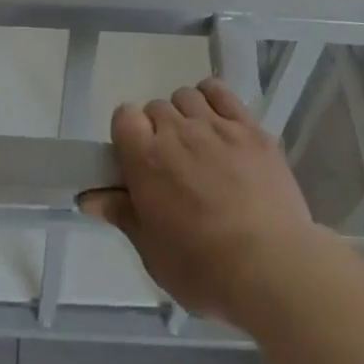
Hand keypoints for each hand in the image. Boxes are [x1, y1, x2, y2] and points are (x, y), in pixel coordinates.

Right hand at [80, 80, 331, 329]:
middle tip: (173, 166)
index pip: (124, 116)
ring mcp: (215, 124)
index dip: (128, 134)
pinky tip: (219, 122)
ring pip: (187, 96)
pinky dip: (213, 99)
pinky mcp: (249, 126)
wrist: (273, 267)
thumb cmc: (206, 271)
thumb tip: (90, 197)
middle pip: (156, 107)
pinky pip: (221, 92)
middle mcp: (177, 131)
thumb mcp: (155, 255)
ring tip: (199, 145)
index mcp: (146, 160)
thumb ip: (124, 216)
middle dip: (159, 131)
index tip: (138, 161)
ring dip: (186, 115)